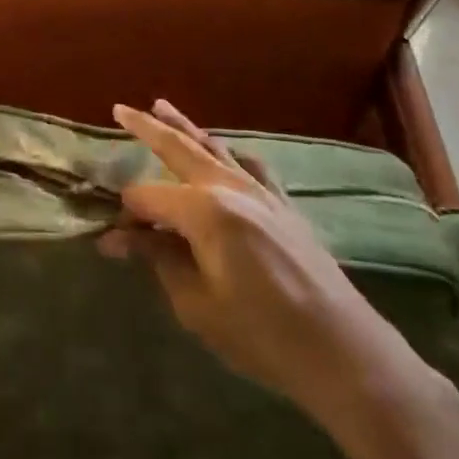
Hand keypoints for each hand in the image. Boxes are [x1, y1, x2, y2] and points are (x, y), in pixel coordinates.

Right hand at [100, 100, 434, 434]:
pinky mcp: (284, 206)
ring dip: (185, 127)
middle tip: (119, 109)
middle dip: (146, 128)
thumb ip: (159, 259)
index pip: (148, 197)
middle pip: (179, 148)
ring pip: (215, 147)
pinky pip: (251, 166)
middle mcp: (230, 187)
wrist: (343, 352)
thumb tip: (120, 238)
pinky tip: (226, 151)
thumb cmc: (262, 334)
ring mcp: (261, 192)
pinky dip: (231, 153)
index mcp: (204, 210)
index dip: (127, 214)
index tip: (114, 241)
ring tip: (161, 106)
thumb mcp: (196, 304)